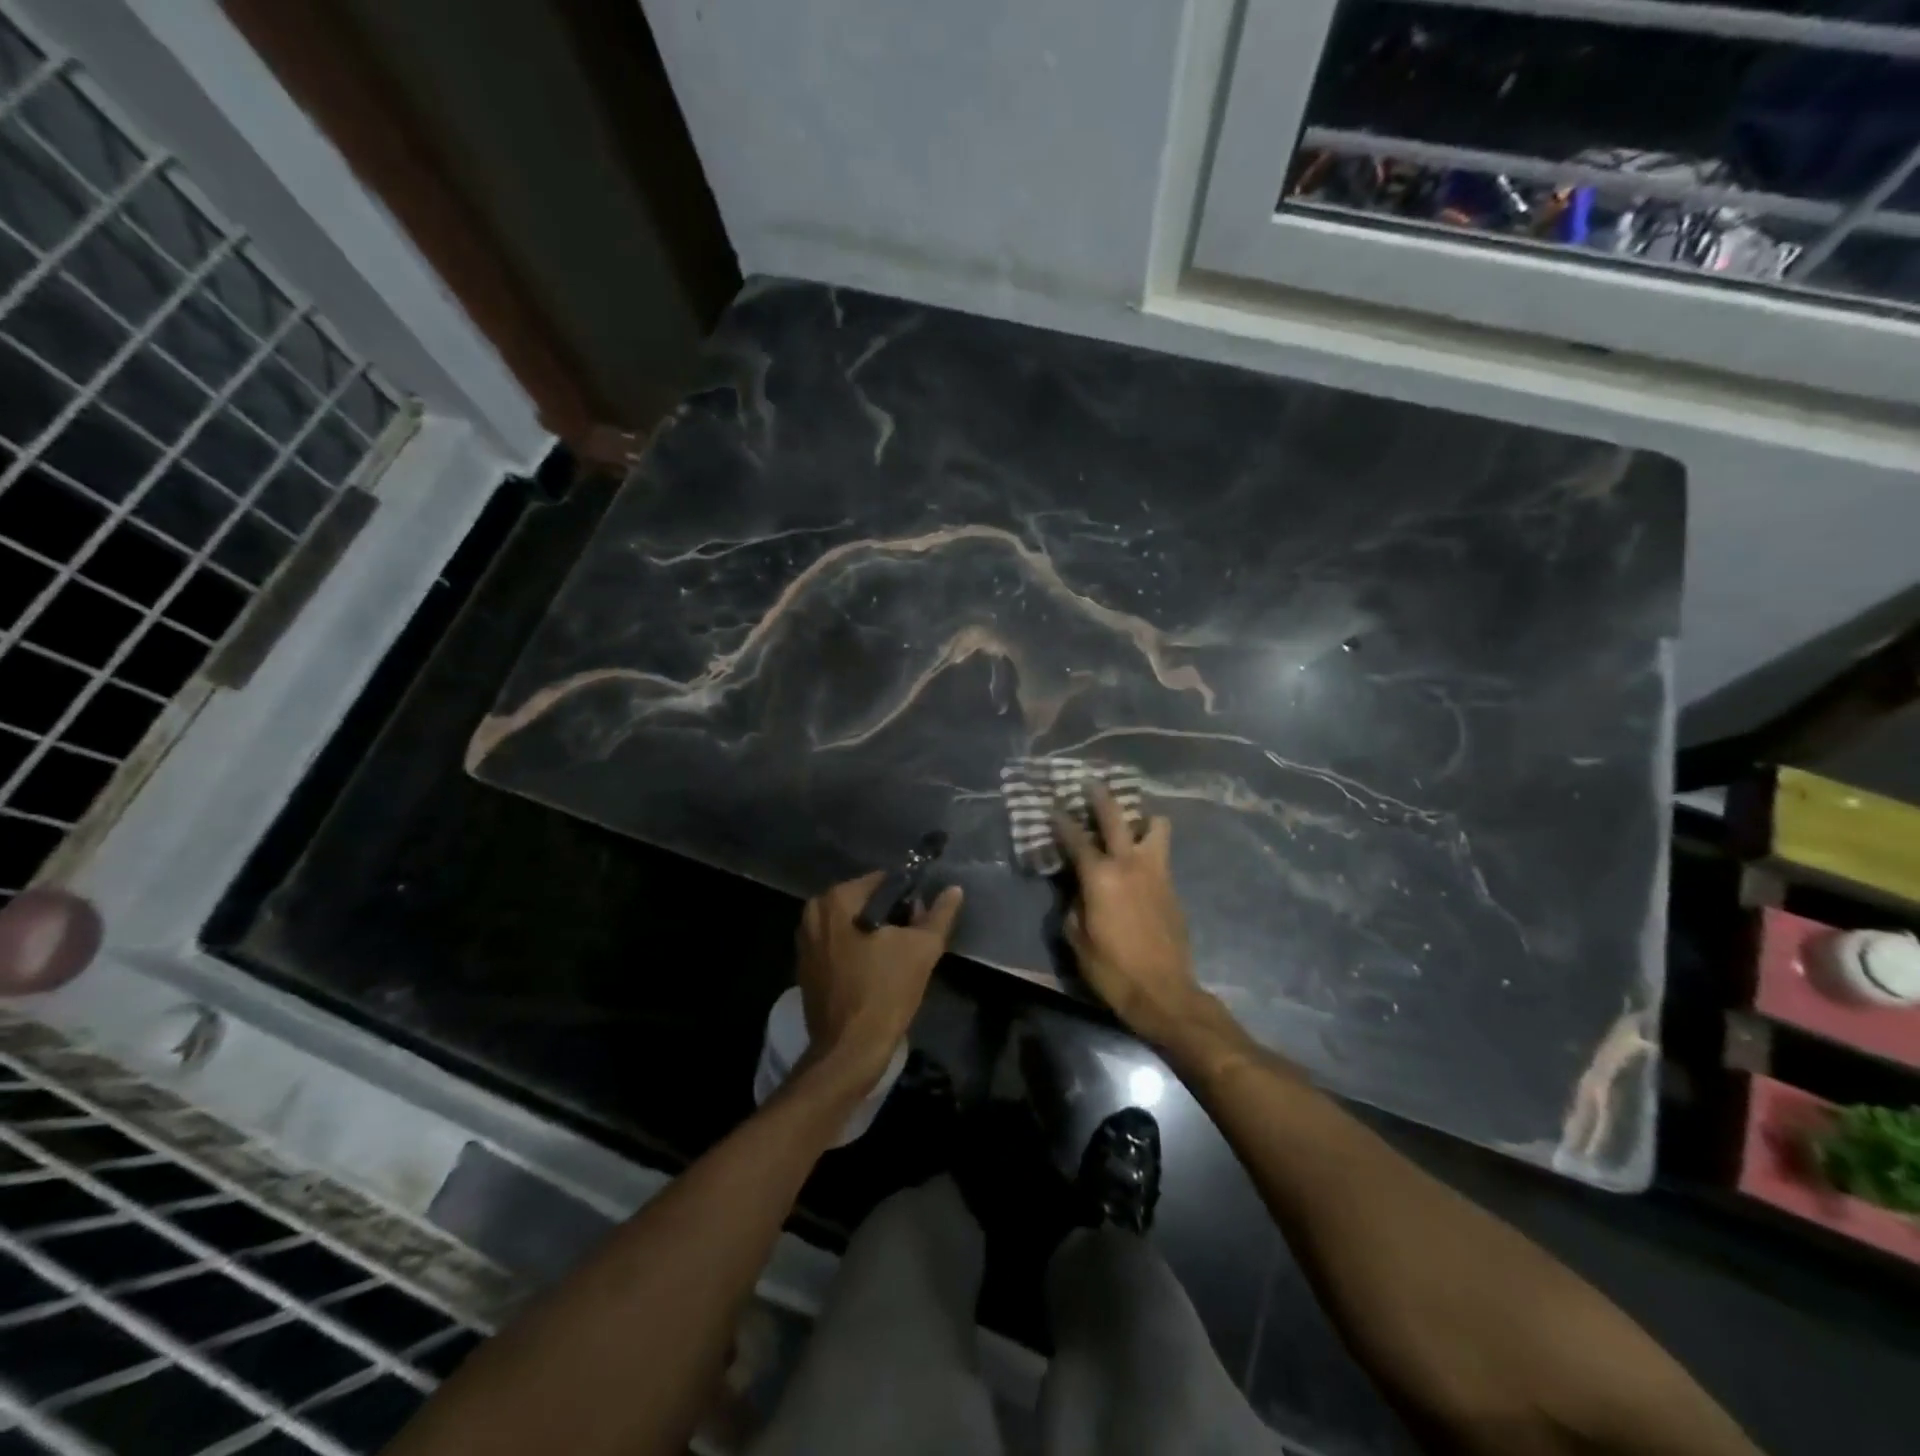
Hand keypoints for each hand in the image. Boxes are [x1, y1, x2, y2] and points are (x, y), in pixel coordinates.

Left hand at [794, 872, 963, 1092]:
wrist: (849, 1050)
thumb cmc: (885, 992)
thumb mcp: (923, 948)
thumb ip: (939, 914)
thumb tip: (954, 890)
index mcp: (836, 899)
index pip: (883, 882)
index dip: (909, 899)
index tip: (921, 923)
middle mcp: (813, 913)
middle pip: (866, 903)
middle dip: (892, 918)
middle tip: (913, 944)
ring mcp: (805, 941)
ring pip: (852, 925)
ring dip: (875, 936)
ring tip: (897, 961)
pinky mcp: (805, 967)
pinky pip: (839, 946)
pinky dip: (858, 952)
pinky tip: (876, 973)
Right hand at [1054, 787, 1205, 1044]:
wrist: (1164, 992)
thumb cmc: (1112, 969)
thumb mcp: (1077, 938)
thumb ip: (1074, 904)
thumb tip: (1078, 890)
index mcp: (1101, 876)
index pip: (1076, 839)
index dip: (1062, 821)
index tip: (1053, 806)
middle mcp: (1130, 864)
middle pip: (1117, 817)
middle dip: (1101, 797)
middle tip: (1091, 784)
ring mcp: (1156, 872)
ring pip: (1156, 826)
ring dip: (1142, 819)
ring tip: (1131, 823)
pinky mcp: (1172, 887)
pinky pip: (1161, 853)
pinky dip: (1150, 846)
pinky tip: (1140, 858)